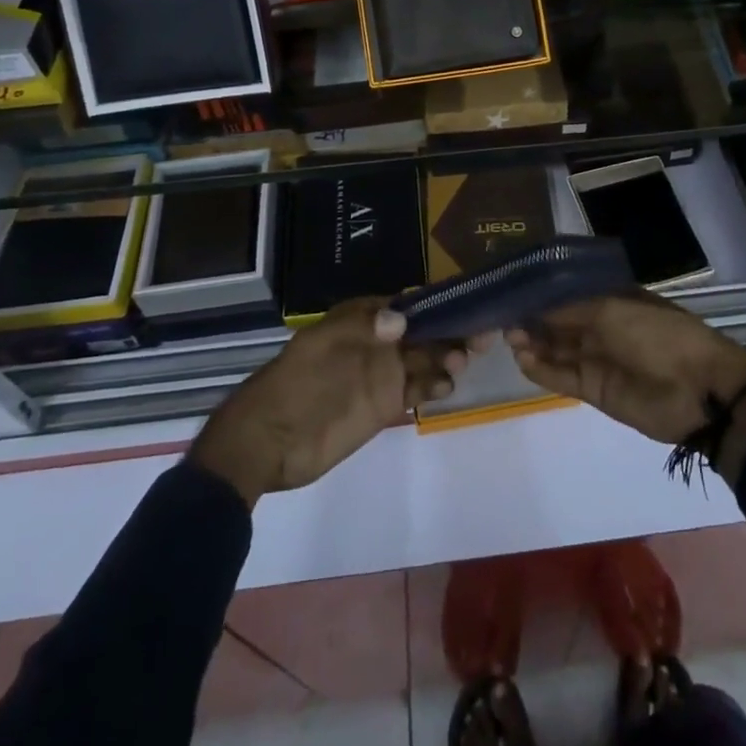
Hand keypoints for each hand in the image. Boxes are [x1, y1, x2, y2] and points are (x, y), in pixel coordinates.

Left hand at [188, 299, 466, 506]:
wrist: (267, 442)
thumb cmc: (295, 384)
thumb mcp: (323, 347)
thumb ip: (363, 329)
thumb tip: (402, 317)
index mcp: (362, 318)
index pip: (407, 304)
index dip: (436, 303)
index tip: (466, 305)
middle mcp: (378, 342)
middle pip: (423, 331)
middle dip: (450, 331)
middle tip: (478, 338)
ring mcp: (382, 374)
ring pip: (425, 359)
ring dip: (446, 358)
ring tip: (459, 364)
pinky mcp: (384, 405)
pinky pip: (417, 390)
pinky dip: (434, 386)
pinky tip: (445, 387)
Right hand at [507, 292, 745, 482]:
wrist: (698, 390)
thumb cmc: (658, 334)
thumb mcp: (612, 310)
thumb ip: (570, 311)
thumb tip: (534, 309)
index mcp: (612, 298)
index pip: (569, 293)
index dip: (542, 293)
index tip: (512, 290)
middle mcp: (602, 326)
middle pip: (559, 322)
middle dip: (533, 319)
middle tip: (502, 317)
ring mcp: (598, 358)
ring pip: (557, 349)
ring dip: (533, 344)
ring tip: (508, 338)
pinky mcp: (595, 390)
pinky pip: (562, 377)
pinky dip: (542, 370)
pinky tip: (522, 360)